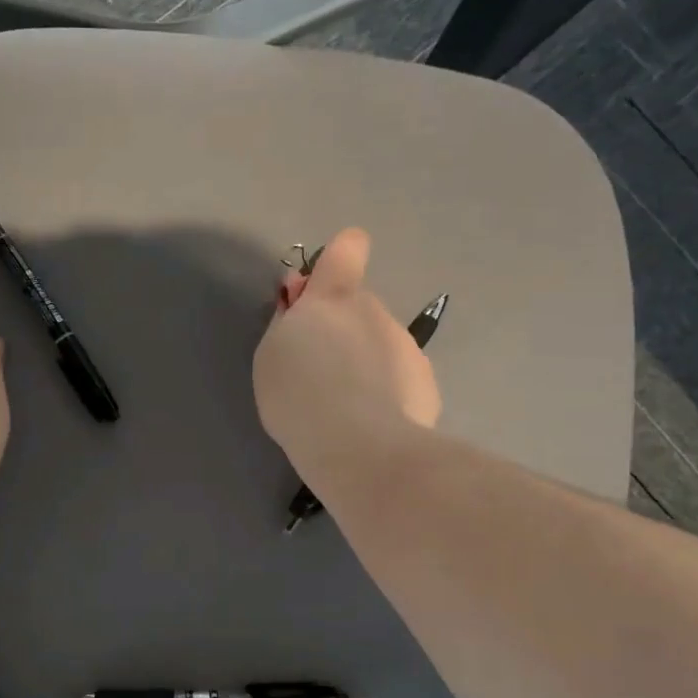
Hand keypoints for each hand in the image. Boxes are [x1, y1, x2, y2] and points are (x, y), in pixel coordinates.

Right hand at [253, 228, 440, 476]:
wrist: (359, 447)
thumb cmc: (299, 396)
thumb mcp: (271, 356)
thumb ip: (287, 323)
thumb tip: (301, 305)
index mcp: (333, 299)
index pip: (347, 249)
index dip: (338, 259)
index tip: (321, 287)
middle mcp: (375, 312)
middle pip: (357, 308)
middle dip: (340, 331)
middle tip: (318, 374)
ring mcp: (406, 347)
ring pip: (380, 345)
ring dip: (363, 364)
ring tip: (343, 408)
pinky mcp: (426, 383)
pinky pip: (398, 378)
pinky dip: (385, 394)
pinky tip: (370, 425)